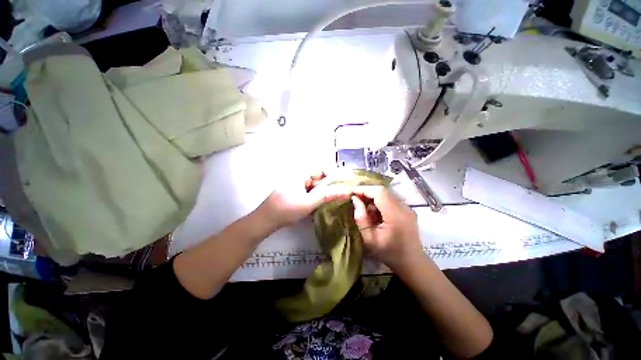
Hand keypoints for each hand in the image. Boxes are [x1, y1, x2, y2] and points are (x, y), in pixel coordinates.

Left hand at [256, 173, 351, 228]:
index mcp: (300, 175)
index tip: (343, 185)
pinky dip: (313, 198)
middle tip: (339, 196)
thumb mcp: (309, 202)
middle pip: (317, 180)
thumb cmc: (287, 209)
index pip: (321, 171)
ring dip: (321, 193)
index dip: (333, 177)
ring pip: (313, 187)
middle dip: (328, 187)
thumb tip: (344, 190)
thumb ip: (326, 195)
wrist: (266, 220)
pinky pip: (307, 193)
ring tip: (331, 201)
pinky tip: (318, 205)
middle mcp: (298, 177)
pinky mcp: (293, 194)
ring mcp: (295, 186)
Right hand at [351, 186, 422, 271]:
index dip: (364, 189)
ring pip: (387, 195)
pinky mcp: (408, 210)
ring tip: (366, 210)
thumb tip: (355, 200)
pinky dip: (380, 203)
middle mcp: (404, 208)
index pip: (379, 192)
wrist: (412, 263)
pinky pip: (391, 200)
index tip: (352, 192)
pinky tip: (376, 214)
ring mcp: (408, 208)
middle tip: (356, 200)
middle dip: (367, 193)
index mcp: (395, 215)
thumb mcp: (369, 239)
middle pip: (383, 191)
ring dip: (373, 198)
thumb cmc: (389, 253)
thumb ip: (361, 218)